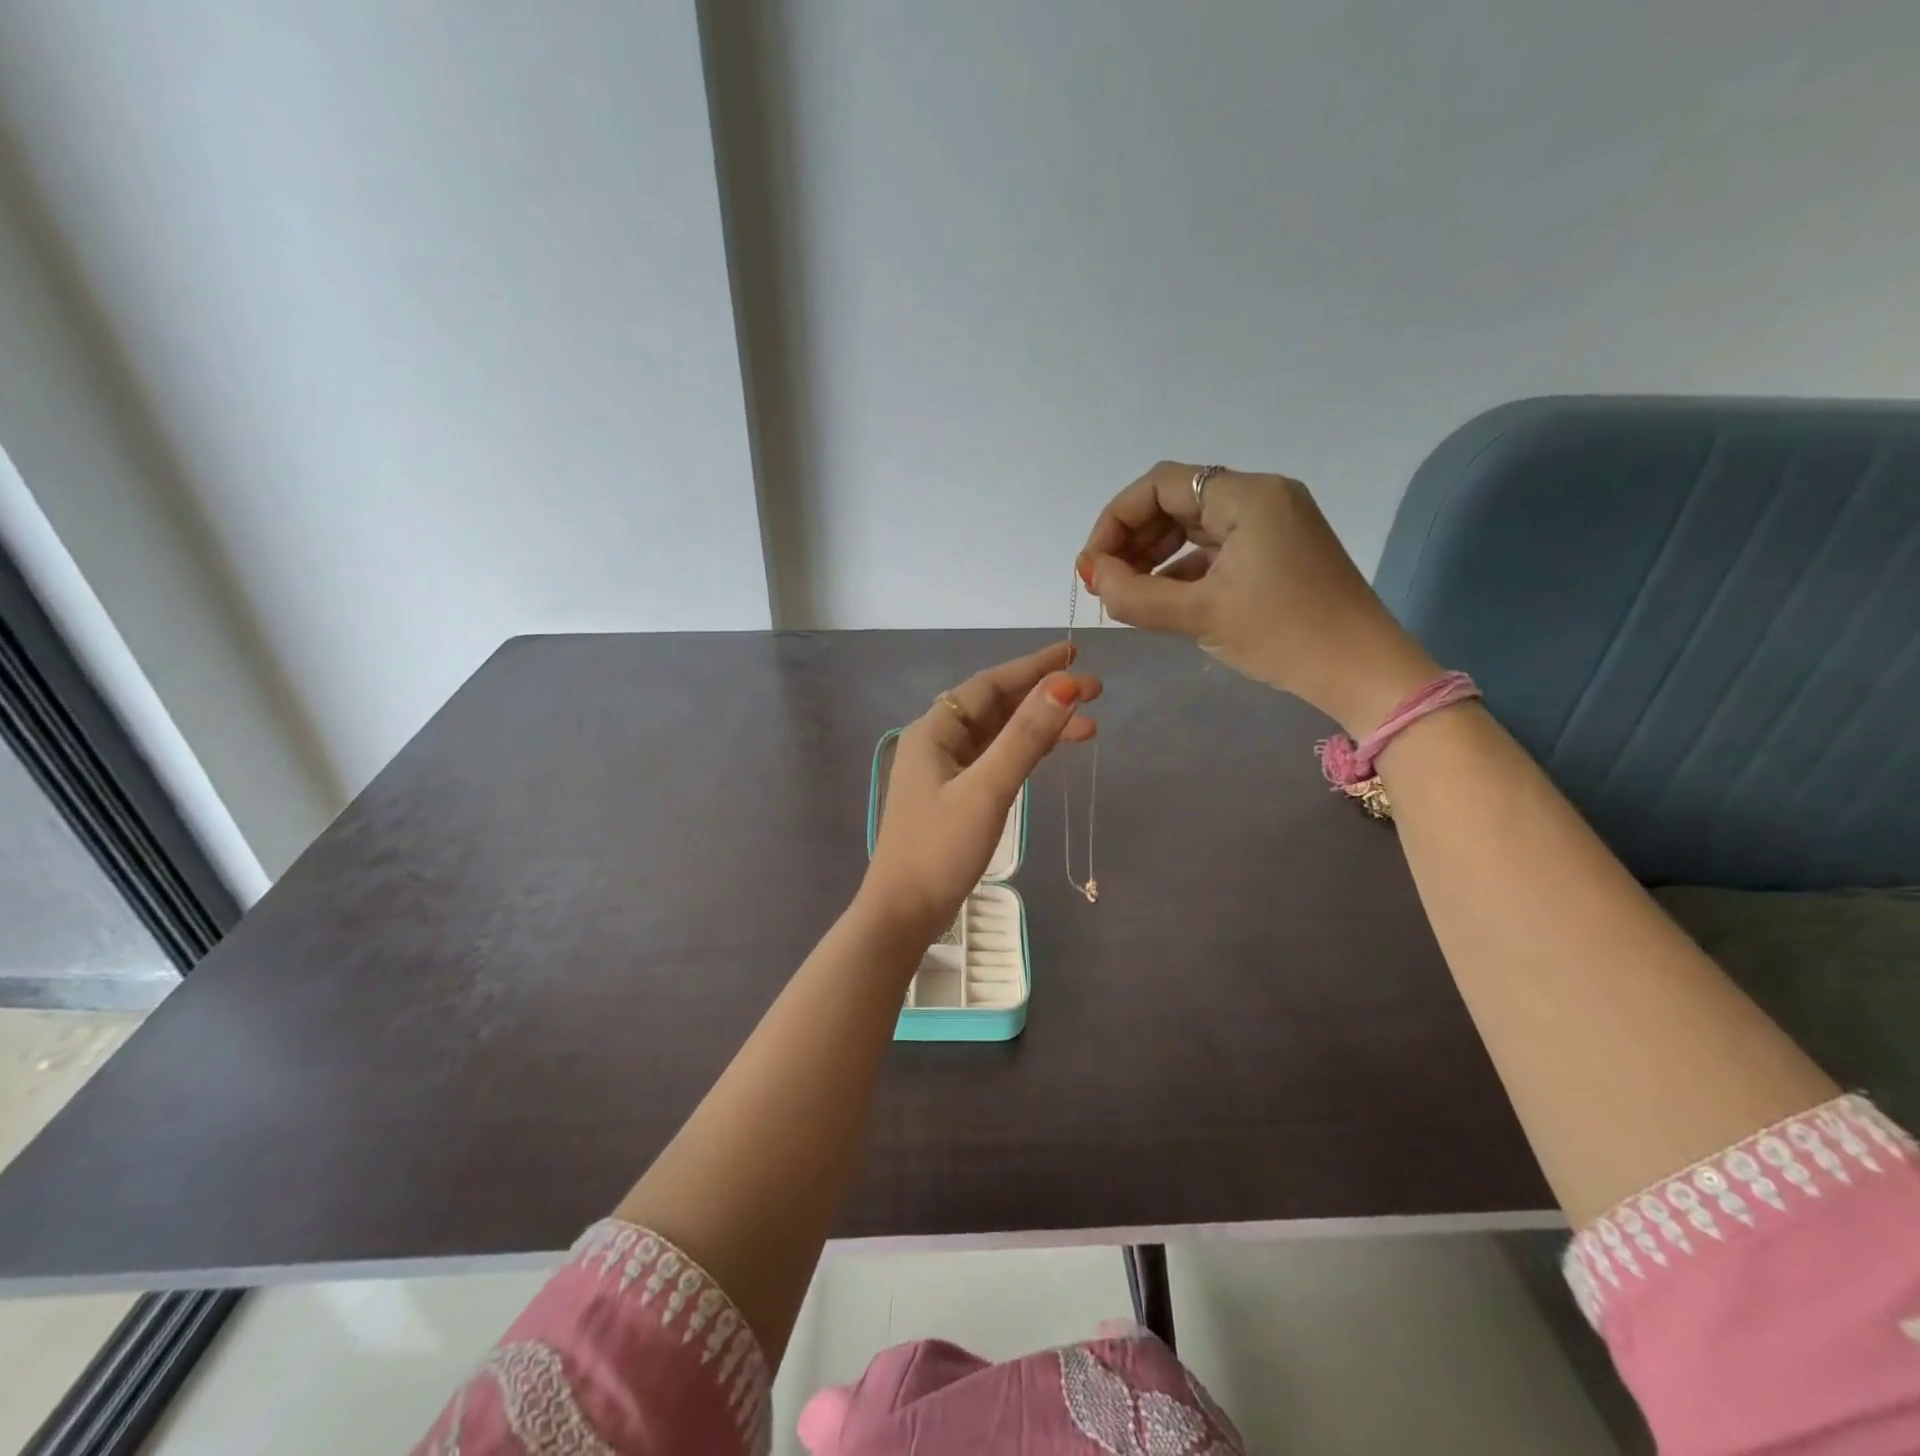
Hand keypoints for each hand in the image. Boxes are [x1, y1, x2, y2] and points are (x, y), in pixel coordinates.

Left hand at [863, 642, 1098, 940]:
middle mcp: (938, 742)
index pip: (991, 685)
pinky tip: (1053, 752)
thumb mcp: (987, 791)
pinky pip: (996, 760)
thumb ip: (1025, 738)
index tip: (1074, 653)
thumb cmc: (940, 849)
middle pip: (997, 707)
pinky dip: (1026, 753)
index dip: (1034, 667)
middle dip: (1044, 696)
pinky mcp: (956, 796)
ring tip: (1090, 728)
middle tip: (1096, 692)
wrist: (904, 912)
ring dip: (1040, 727)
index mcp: (935, 731)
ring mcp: (946, 771)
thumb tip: (1064, 686)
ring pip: (1000, 735)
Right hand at [1079, 462, 1436, 733]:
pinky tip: (1161, 599)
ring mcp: (1272, 525)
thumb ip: (1134, 594)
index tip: (1093, 566)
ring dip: (1153, 556)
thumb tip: (1092, 575)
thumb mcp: (1200, 615)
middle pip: (1175, 501)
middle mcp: (1260, 497)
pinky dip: (1182, 569)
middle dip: (1132, 539)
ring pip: (1193, 527)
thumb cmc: (1284, 636)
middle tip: (1105, 583)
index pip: (1161, 484)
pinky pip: (1215, 549)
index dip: (1116, 519)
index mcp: (1247, 496)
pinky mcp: (1276, 552)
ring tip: (1126, 594)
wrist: (1362, 672)